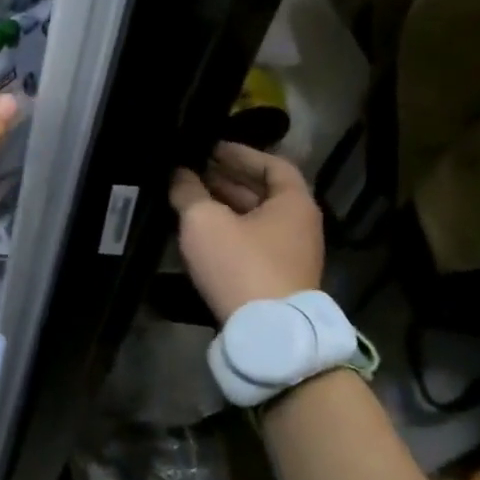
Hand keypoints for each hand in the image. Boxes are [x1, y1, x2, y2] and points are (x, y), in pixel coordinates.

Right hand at [169, 142, 323, 324]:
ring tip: (190, 197)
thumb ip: (188, 192)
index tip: (209, 148)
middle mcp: (299, 225)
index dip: (240, 153)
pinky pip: (251, 241)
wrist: (266, 332)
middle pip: (263, 192)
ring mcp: (290, 254)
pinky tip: (200, 231)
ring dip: (225, 205)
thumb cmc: (240, 264)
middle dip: (227, 179)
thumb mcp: (204, 221)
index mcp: (293, 203)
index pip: (272, 165)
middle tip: (192, 170)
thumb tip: (179, 174)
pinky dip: (228, 229)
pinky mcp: (276, 278)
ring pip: (255, 219)